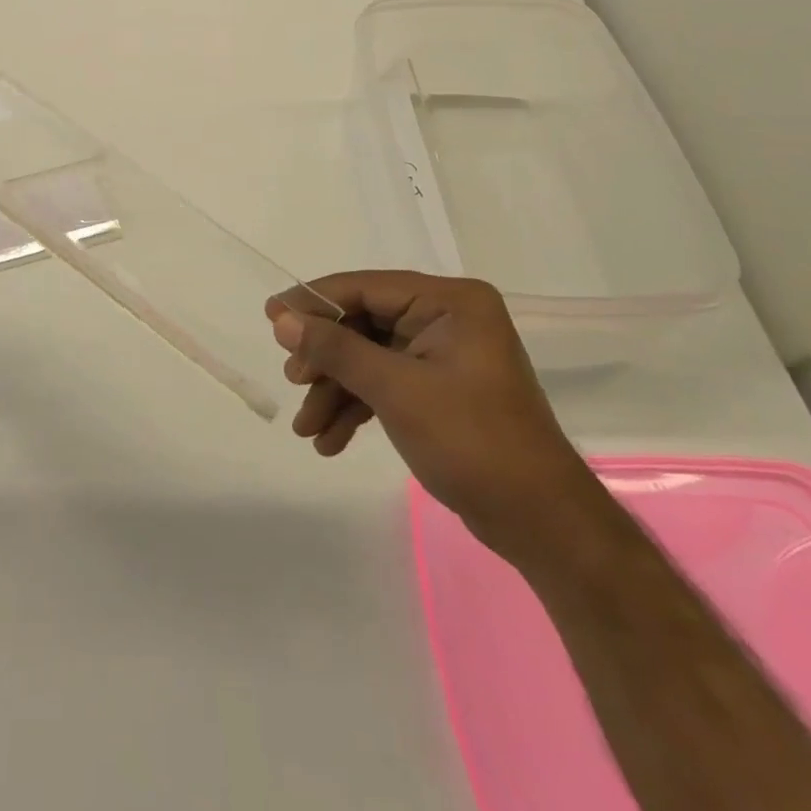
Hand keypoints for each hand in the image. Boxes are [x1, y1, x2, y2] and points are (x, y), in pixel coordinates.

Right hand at [266, 272, 594, 555]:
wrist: (540, 523)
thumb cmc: (472, 442)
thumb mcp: (396, 390)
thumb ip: (336, 349)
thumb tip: (281, 319)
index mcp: (450, 302)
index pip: (366, 287)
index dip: (315, 301)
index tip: (271, 316)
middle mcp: (447, 318)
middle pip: (364, 324)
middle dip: (326, 358)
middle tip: (294, 381)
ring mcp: (442, 355)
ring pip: (369, 358)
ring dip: (335, 390)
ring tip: (306, 428)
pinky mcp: (438, 388)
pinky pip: (384, 384)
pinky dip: (356, 408)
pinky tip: (330, 440)